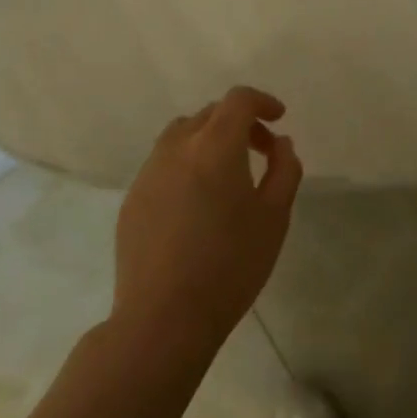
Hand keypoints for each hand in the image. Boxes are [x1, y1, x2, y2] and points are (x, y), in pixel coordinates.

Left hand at [112, 86, 302, 352]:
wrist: (163, 317)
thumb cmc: (230, 265)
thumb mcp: (274, 217)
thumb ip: (284, 169)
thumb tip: (280, 143)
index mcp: (215, 147)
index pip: (238, 100)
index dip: (262, 101)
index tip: (279, 119)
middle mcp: (176, 148)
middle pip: (209, 114)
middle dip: (239, 122)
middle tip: (262, 151)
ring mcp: (148, 173)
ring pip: (181, 135)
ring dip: (209, 140)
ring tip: (228, 174)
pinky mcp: (132, 199)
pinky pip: (163, 164)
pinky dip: (186, 164)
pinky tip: (198, 203)